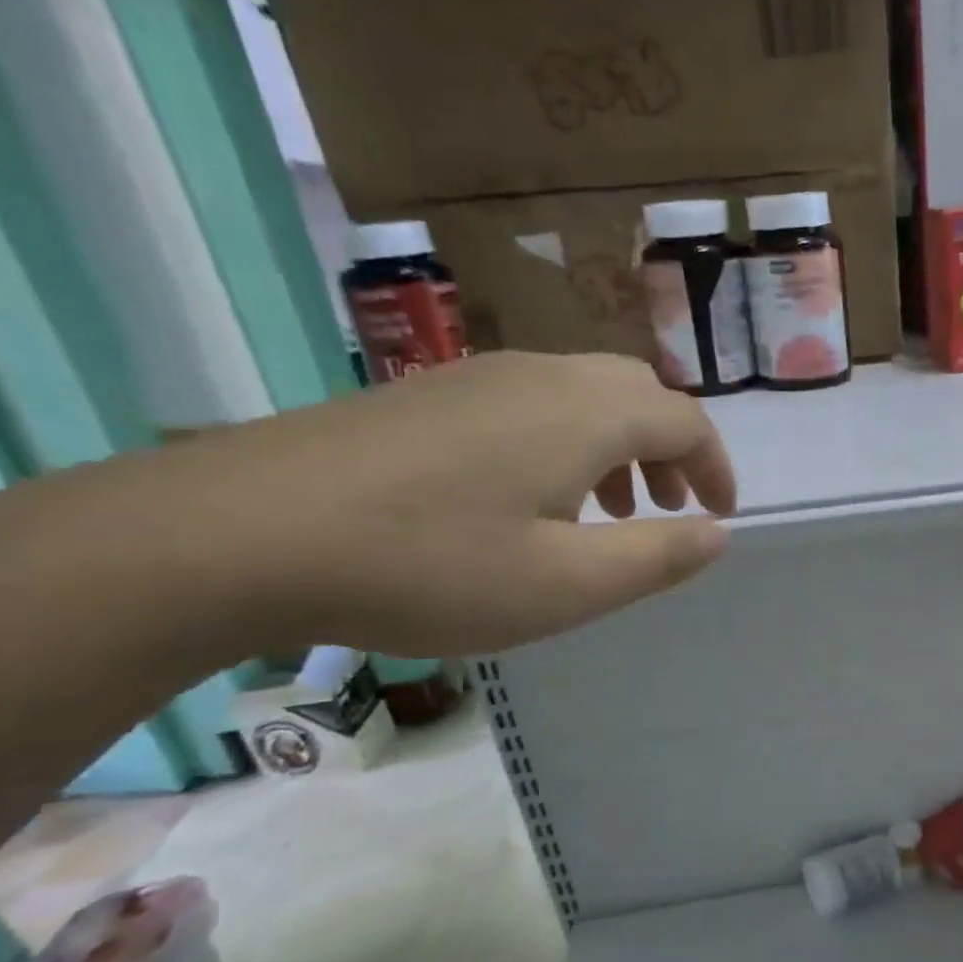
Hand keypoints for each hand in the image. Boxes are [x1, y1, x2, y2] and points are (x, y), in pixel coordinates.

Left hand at [138, 352, 736, 653]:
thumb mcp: (566, 584)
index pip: (684, 420)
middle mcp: (542, 376)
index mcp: (585, 414)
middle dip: (669, 451)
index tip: (721, 514)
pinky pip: (531, 403)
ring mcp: (478, 378)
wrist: (241, 533)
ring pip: (583, 396)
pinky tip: (529, 499)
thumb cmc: (429, 565)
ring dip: (617, 447)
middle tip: (664, 510)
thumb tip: (719, 533)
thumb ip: (657, 556)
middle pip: (637, 394)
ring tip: (605, 511)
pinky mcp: (430, 395)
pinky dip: (565, 443)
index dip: (715, 467)